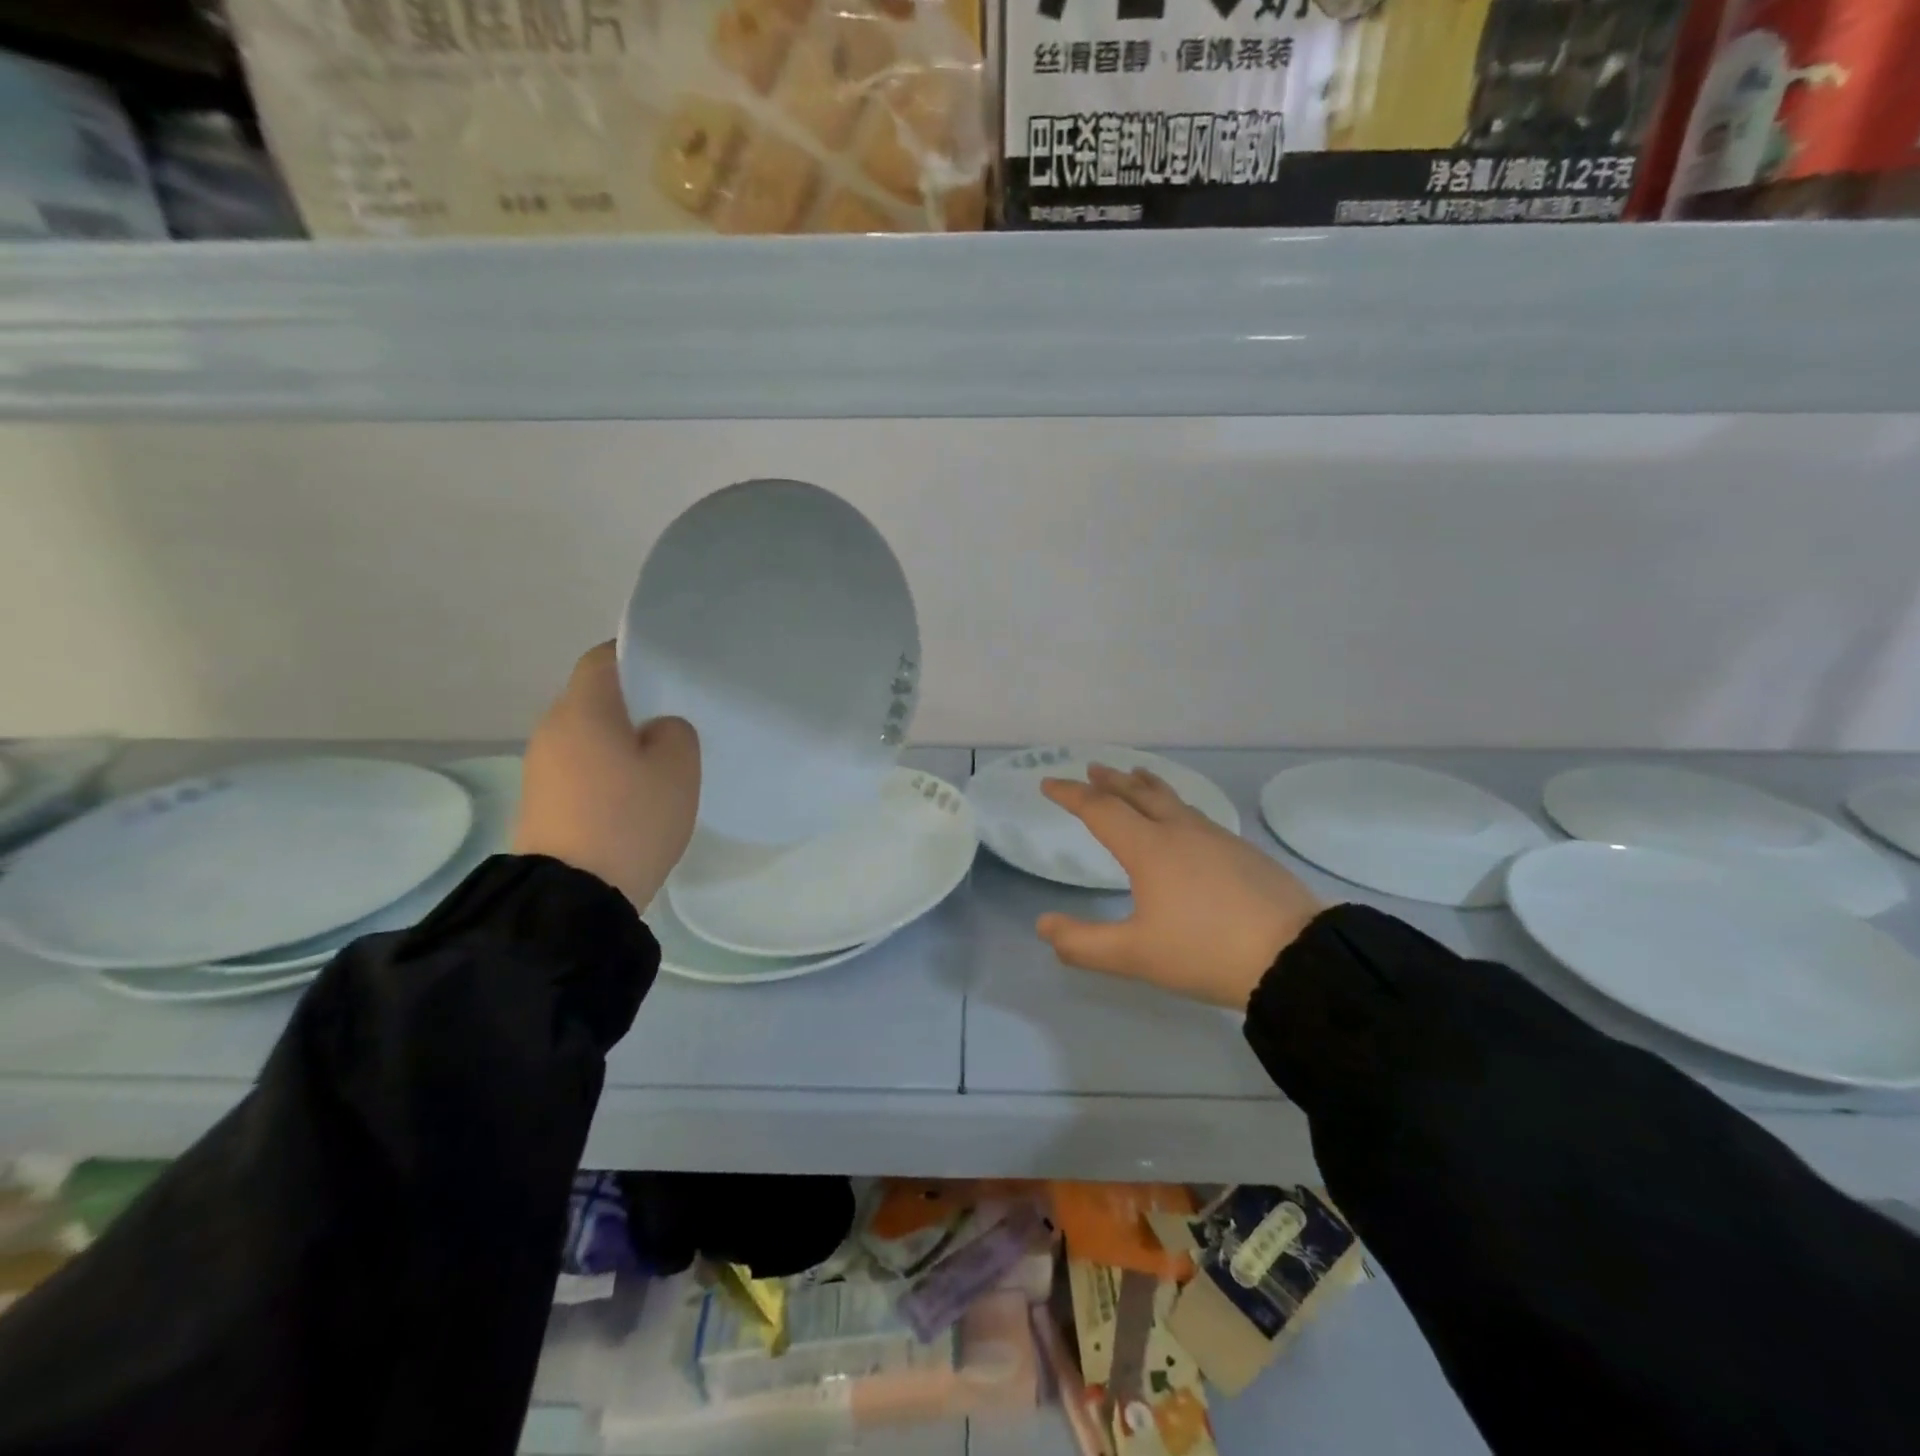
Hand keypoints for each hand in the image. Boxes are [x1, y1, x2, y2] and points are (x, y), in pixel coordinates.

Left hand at [514, 643, 700, 911]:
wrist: (572, 897)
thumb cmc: (630, 819)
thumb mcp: (678, 768)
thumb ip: (676, 732)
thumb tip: (657, 731)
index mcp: (583, 710)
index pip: (603, 658)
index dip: (636, 656)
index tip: (670, 672)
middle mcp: (552, 729)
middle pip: (595, 698)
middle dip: (633, 703)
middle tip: (676, 720)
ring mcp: (540, 767)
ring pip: (587, 735)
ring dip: (619, 740)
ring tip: (659, 762)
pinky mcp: (541, 801)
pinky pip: (579, 767)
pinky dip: (605, 770)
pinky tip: (632, 795)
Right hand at [1036, 765, 1323, 1010]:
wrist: (1295, 956)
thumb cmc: (1205, 952)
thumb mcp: (1134, 956)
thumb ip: (1082, 943)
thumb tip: (1042, 925)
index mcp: (1149, 848)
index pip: (1100, 810)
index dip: (1070, 795)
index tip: (1048, 783)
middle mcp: (1180, 831)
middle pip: (1138, 793)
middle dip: (1110, 780)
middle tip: (1092, 767)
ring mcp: (1216, 838)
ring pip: (1172, 800)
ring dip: (1146, 786)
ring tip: (1136, 777)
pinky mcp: (1244, 852)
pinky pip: (1195, 815)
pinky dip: (1174, 805)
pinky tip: (1183, 821)